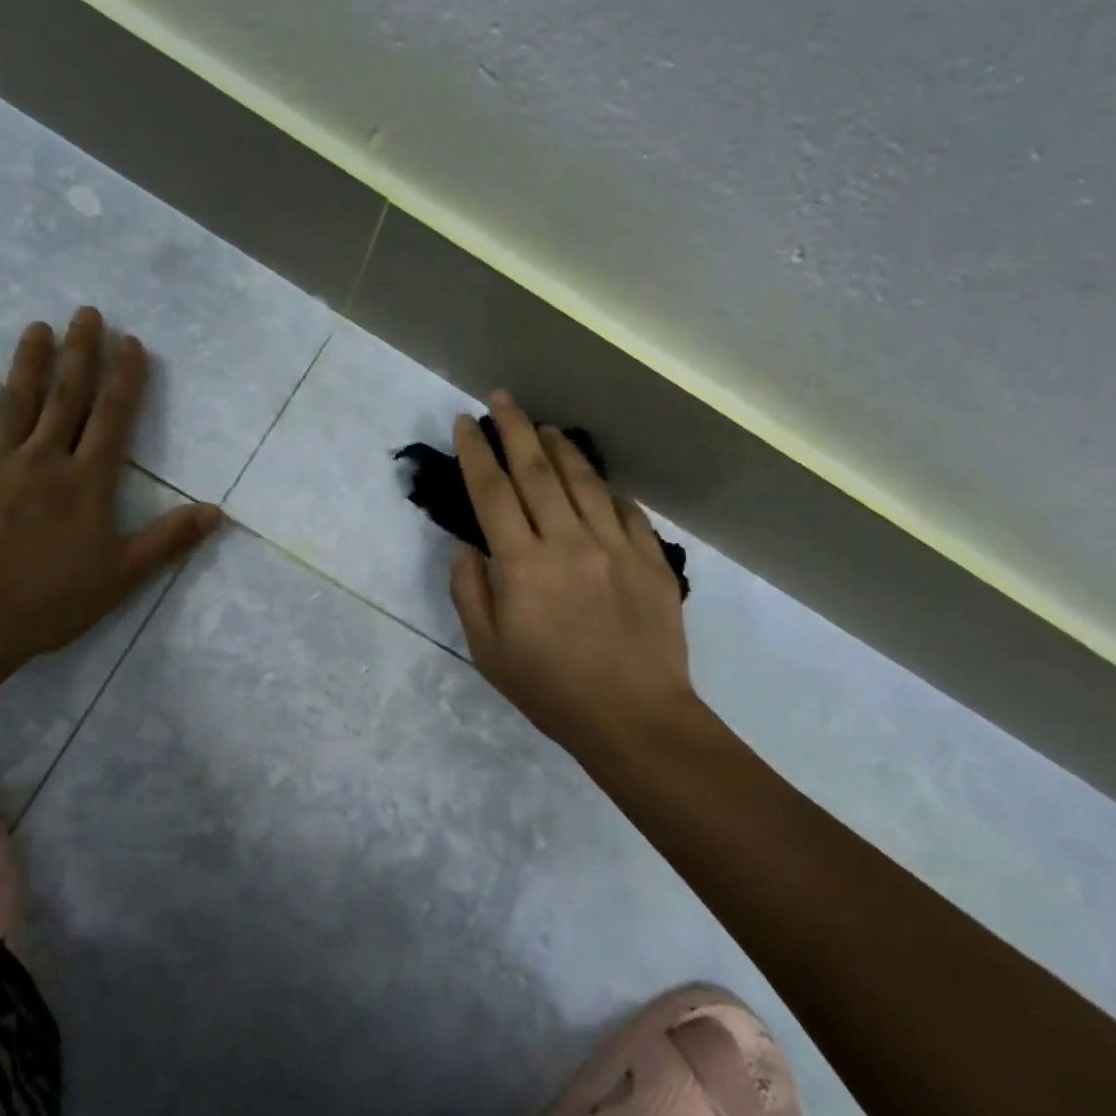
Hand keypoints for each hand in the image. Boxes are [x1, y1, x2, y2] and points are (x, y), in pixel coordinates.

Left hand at [0, 308, 219, 657]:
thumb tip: (217, 512)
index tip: (130, 342)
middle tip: (86, 313)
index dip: (124, 379)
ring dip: (29, 363)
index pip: (112, 419)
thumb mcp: (123, 575)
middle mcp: (44, 460)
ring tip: (38, 327)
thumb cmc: (52, 600)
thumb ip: (168, 539)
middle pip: (66, 397)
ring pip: (16, 403)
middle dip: (80, 353)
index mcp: (87, 482)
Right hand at [449, 391, 695, 768]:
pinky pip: (627, 510)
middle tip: (502, 398)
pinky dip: (607, 489)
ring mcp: (615, 545)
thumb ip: (470, 592)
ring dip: (561, 447)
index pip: (492, 491)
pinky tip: (598, 481)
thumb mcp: (488, 651)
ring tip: (545, 426)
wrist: (634, 717)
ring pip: (584, 480)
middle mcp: (567, 541)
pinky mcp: (650, 559)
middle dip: (515, 428)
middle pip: (537, 471)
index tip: (465, 422)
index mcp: (523, 564)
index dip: (476, 452)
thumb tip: (467, 546)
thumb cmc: (550, 689)